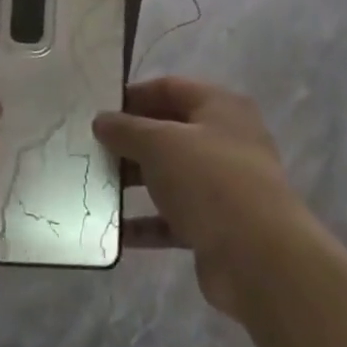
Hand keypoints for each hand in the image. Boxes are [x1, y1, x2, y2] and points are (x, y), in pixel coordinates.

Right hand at [94, 77, 308, 318]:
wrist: (258, 257)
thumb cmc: (209, 179)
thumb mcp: (160, 143)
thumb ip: (126, 128)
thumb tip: (102, 120)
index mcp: (220, 107)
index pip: (170, 88)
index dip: (133, 95)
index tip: (97, 109)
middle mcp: (226, 141)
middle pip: (169, 131)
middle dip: (129, 140)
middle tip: (89, 148)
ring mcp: (223, 185)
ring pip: (169, 176)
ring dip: (133, 181)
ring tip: (93, 185)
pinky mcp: (216, 226)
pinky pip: (172, 218)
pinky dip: (145, 222)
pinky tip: (112, 228)